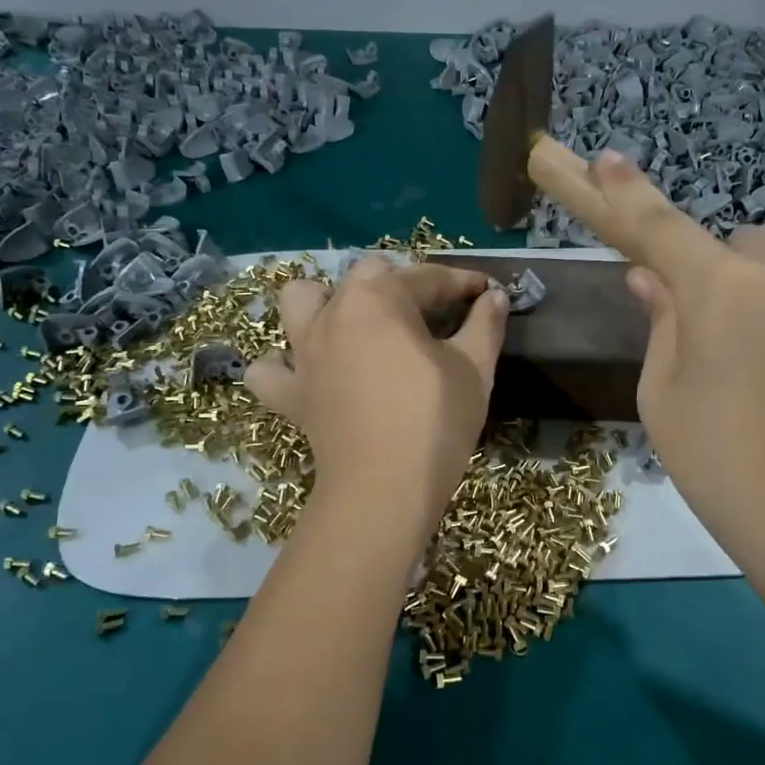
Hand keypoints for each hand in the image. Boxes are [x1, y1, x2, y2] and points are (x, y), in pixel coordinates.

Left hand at [245, 257, 509, 526]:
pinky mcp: (289, 393)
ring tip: (356, 323)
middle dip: (402, 283)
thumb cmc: (435, 421)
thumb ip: (485, 324)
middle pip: (366, 275)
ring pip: (300, 300)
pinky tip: (308, 372)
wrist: (384, 489)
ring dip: (326, 301)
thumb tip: (496, 296)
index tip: (487, 292)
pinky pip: (269, 370)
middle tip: (433, 312)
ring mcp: (303, 352)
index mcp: (379, 299)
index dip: (463, 282)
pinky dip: (283, 365)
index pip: (428, 277)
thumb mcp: (474, 368)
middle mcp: (334, 313)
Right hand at [570, 152, 764, 581]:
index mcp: (719, 293)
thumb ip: (662, 327)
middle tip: (733, 346)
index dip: (630, 193)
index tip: (610, 159)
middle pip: (748, 251)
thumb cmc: (727, 470)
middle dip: (733, 280)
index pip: (662, 227)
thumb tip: (653, 279)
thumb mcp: (667, 403)